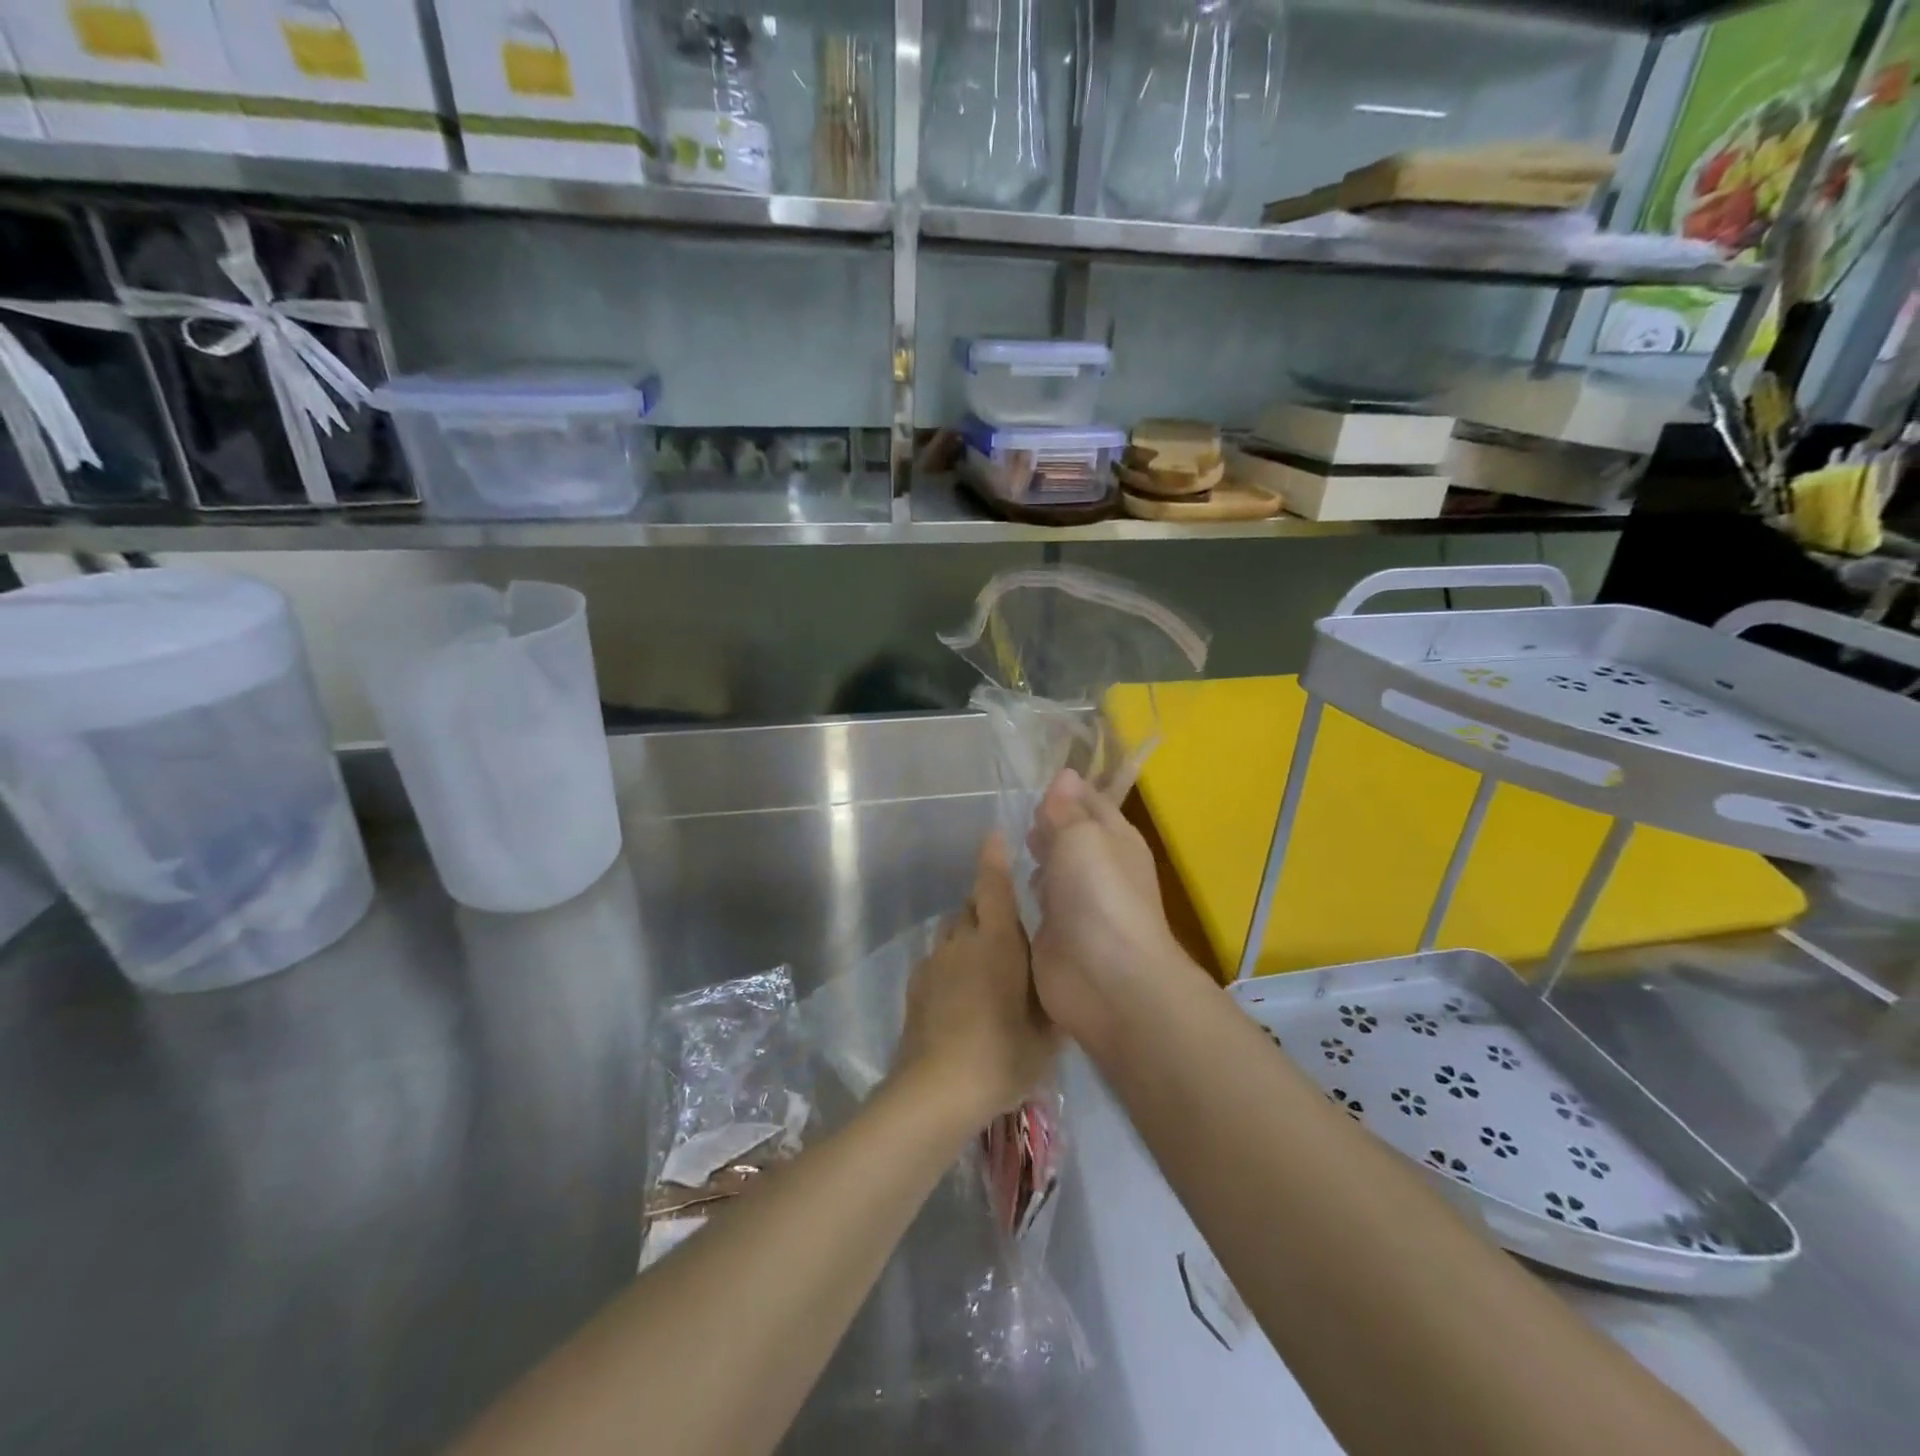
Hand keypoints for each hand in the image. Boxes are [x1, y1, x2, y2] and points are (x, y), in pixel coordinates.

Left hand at [892, 835, 1058, 1123]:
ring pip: (952, 932)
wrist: (937, 1089)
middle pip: (970, 906)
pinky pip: (937, 959)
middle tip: (1009, 926)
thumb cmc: (1003, 1054)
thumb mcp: (1048, 1033)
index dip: (993, 859)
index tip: (994, 836)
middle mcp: (962, 941)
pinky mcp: (915, 986)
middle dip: (987, 905)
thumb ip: (1055, 996)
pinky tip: (962, 994)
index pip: (993, 886)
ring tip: (986, 963)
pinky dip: (952, 963)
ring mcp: (934, 962)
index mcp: (997, 942)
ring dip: (968, 934)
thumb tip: (1061, 974)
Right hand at [1027, 769, 1188, 1049]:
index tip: (1031, 779)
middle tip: (1013, 813)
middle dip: (1044, 824)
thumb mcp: (1081, 837)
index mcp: (1115, 838)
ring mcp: (1076, 903)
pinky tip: (999, 883)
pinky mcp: (1054, 934)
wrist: (1107, 978)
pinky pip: (1034, 904)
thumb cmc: (1098, 893)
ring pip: (1051, 869)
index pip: (1089, 802)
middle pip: (1068, 836)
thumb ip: (1066, 809)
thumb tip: (1065, 775)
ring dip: (1032, 858)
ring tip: (1003, 843)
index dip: (1064, 790)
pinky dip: (1021, 892)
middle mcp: (1098, 867)